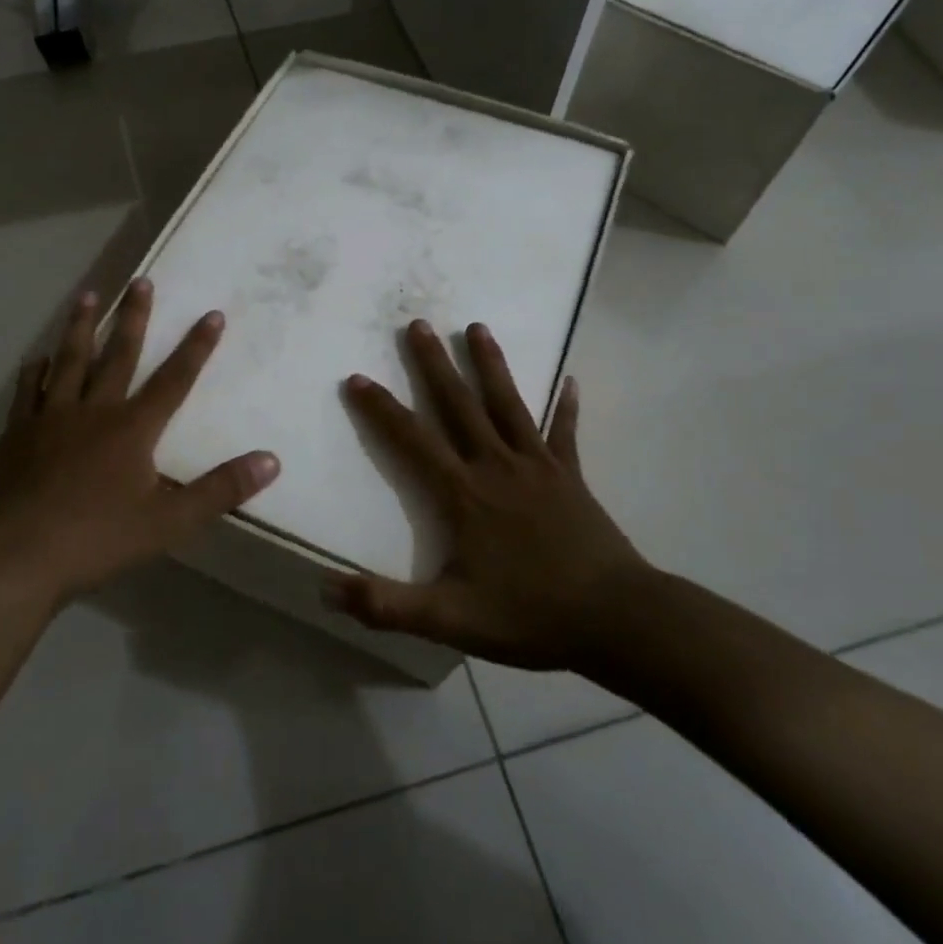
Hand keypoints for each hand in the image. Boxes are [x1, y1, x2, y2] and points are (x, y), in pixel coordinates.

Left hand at [0, 279, 279, 605]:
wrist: (17, 558)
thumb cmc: (98, 539)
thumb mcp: (171, 521)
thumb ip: (221, 489)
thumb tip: (271, 460)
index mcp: (131, 429)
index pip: (174, 379)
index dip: (196, 347)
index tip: (212, 313)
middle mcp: (93, 411)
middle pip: (118, 355)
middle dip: (134, 317)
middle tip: (140, 280)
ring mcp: (50, 418)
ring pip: (69, 361)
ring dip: (81, 326)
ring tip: (88, 295)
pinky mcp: (17, 434)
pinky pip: (28, 391)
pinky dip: (35, 371)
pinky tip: (37, 358)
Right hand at [325, 320, 658, 676]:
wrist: (617, 619)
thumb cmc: (530, 615)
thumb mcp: (450, 619)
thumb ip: (386, 605)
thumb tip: (325, 588)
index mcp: (463, 494)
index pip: (412, 440)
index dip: (381, 409)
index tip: (358, 378)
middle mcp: (496, 466)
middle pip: (458, 404)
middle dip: (434, 363)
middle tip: (417, 323)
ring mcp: (538, 466)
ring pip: (507, 404)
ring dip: (490, 364)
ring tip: (476, 327)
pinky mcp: (570, 476)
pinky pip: (565, 432)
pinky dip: (566, 406)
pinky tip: (570, 380)